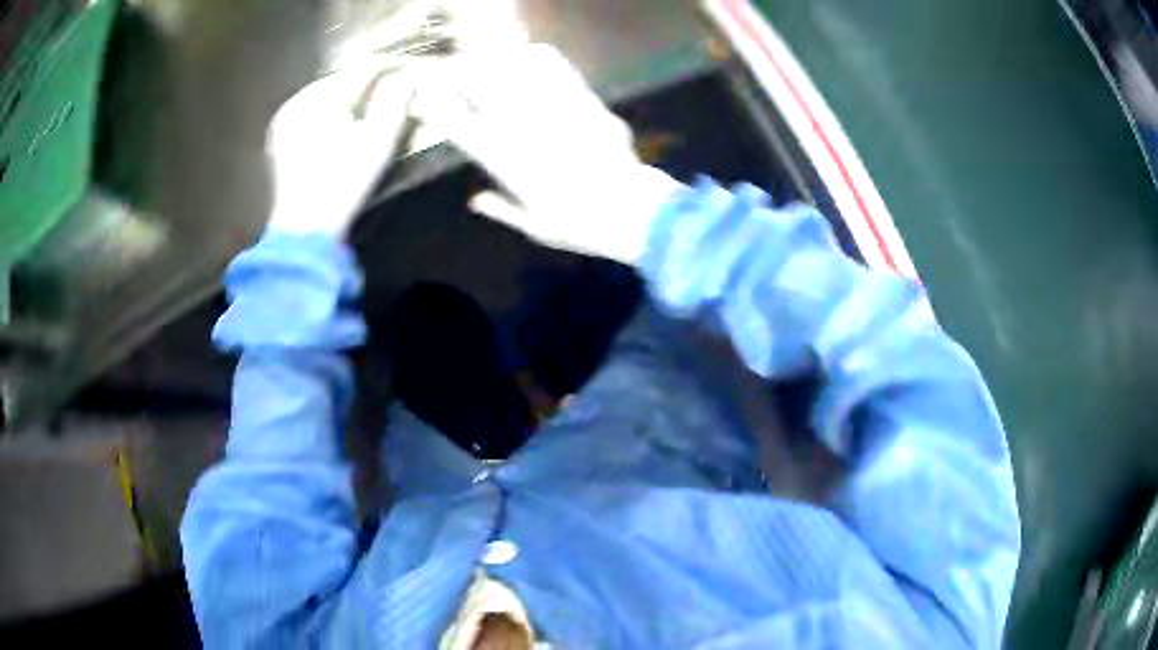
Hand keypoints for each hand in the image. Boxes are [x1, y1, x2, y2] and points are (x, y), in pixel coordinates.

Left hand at [265, 64, 413, 235]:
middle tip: (392, 86)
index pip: (363, 69)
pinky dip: (327, 112)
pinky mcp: (278, 138)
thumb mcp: (379, 140)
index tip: (412, 69)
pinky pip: (308, 112)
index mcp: (324, 96)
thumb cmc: (344, 182)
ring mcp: (284, 119)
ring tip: (367, 103)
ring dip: (347, 96)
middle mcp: (299, 99)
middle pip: (342, 79)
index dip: (391, 67)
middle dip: (367, 81)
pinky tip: (339, 122)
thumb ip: (396, 101)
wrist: (304, 228)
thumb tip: (409, 77)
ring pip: (324, 95)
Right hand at [413, 44, 681, 264]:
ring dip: (493, 60)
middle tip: (449, 69)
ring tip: (485, 58)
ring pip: (512, 69)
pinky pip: (555, 67)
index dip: (436, 106)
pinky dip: (538, 57)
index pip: (457, 125)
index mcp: (503, 161)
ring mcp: (551, 108)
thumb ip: (500, 208)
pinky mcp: (580, 98)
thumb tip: (473, 200)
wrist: (631, 209)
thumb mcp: (533, 225)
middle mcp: (520, 128)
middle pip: (478, 86)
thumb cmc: (579, 225)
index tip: (422, 95)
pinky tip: (530, 53)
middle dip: (458, 72)